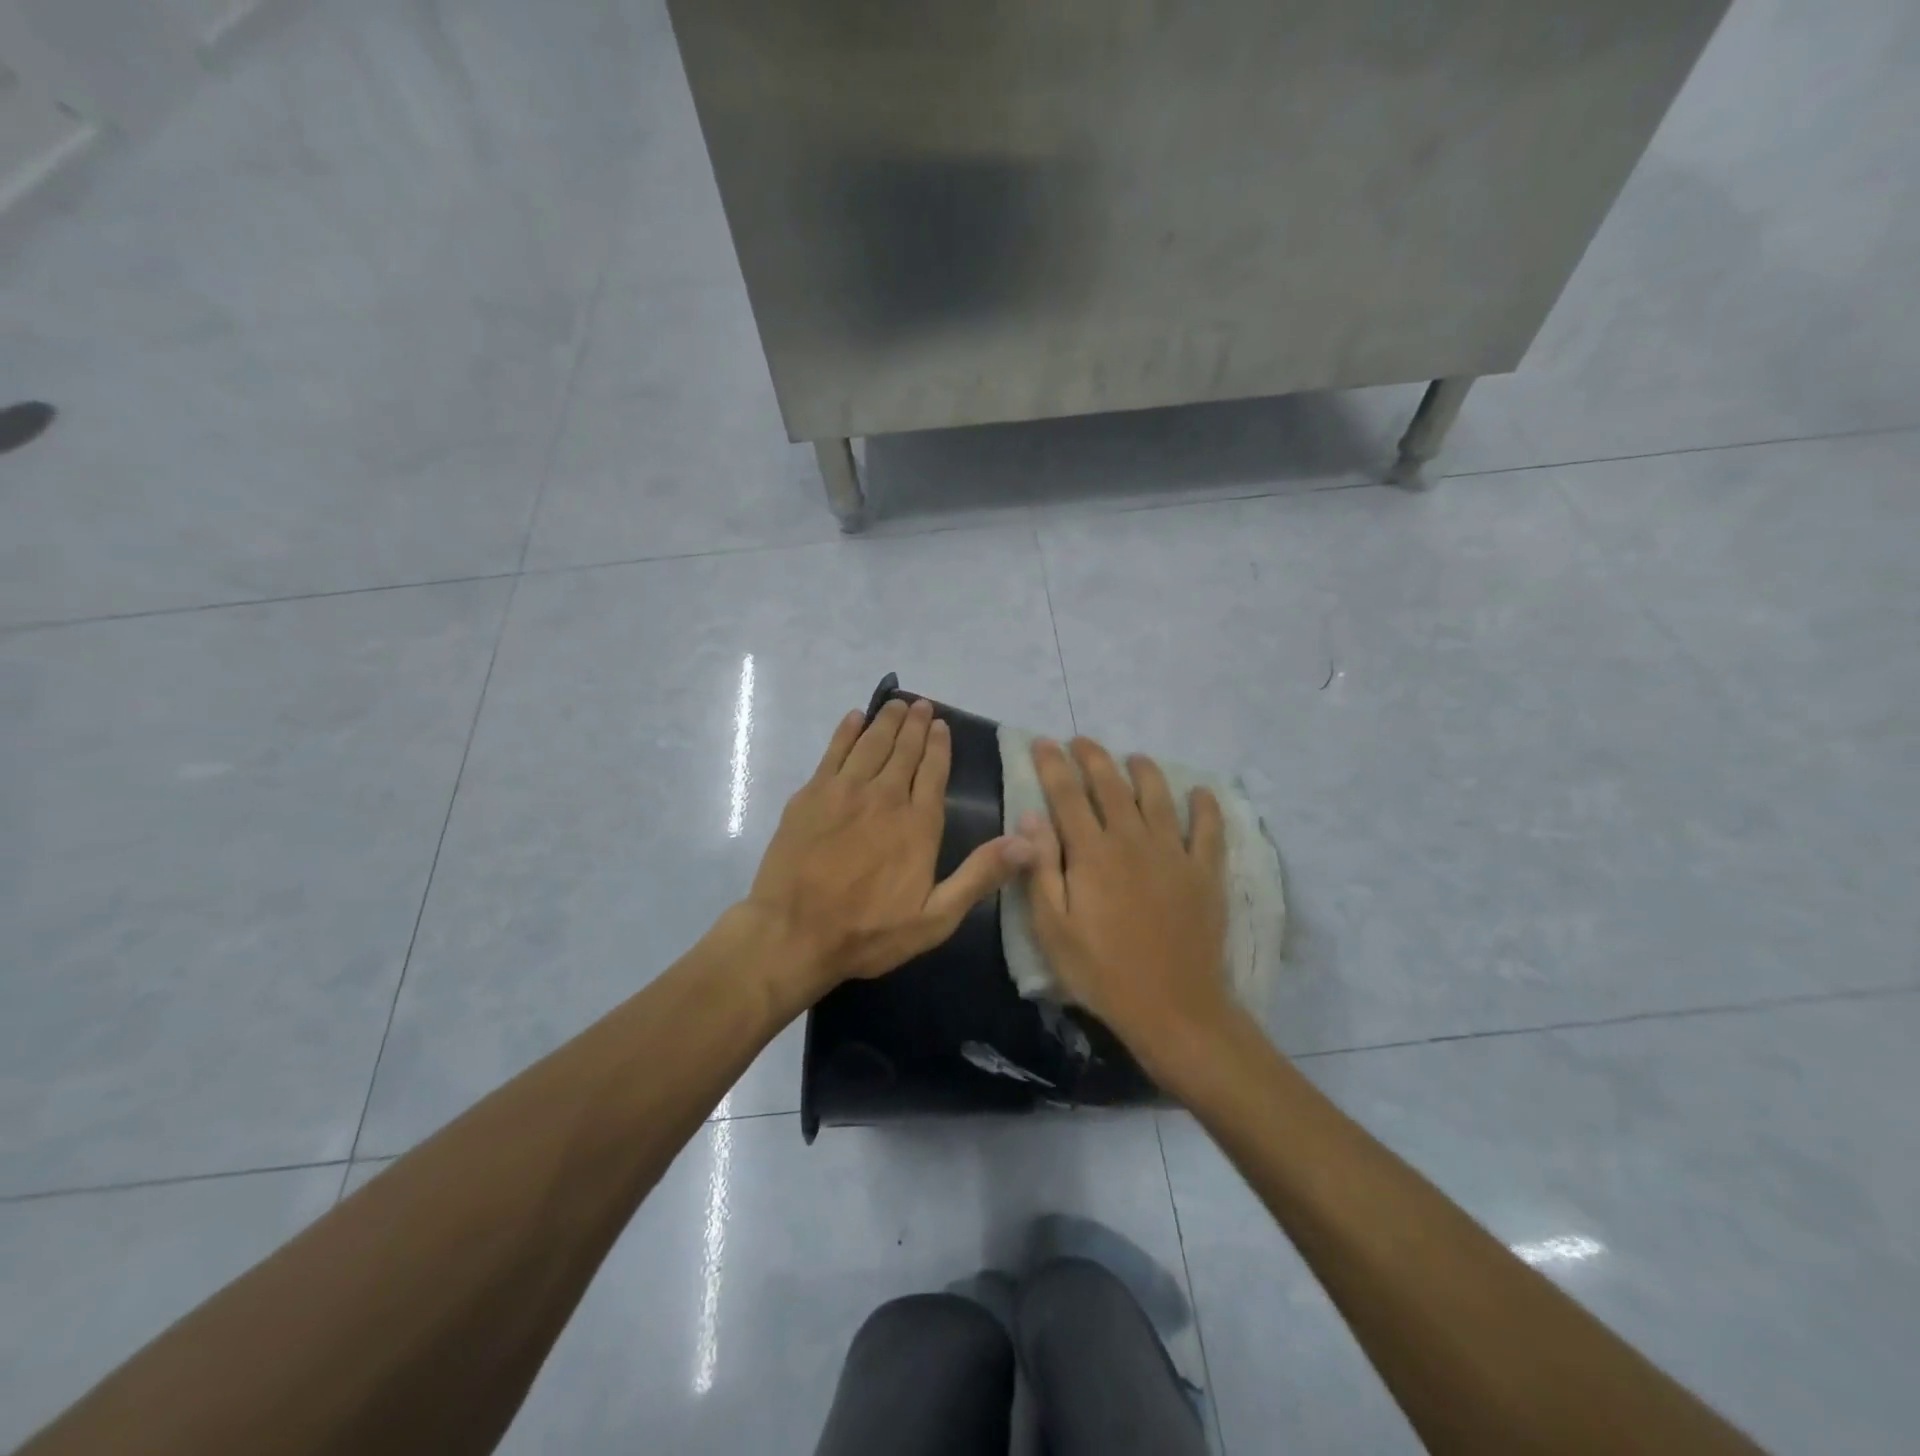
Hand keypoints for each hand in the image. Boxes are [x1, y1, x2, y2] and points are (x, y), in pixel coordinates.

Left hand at [743, 698, 1031, 1002]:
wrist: (793, 934)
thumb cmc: (868, 932)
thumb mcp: (935, 918)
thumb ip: (979, 876)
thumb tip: (1027, 842)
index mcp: (918, 825)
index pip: (933, 773)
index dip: (939, 746)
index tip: (942, 725)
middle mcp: (885, 797)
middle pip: (903, 751)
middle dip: (915, 726)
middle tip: (922, 705)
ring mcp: (844, 792)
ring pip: (871, 744)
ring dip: (886, 721)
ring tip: (896, 704)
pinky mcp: (810, 796)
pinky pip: (833, 752)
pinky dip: (846, 732)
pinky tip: (854, 719)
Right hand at [1014, 736, 1232, 1078]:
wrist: (1173, 1008)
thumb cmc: (1101, 972)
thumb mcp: (1053, 929)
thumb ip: (1041, 869)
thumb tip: (1030, 818)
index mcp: (1091, 853)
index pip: (1067, 795)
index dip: (1053, 765)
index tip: (1043, 742)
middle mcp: (1132, 840)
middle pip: (1111, 785)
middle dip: (1093, 757)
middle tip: (1081, 741)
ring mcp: (1173, 853)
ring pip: (1158, 796)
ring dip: (1144, 771)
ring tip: (1134, 758)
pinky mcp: (1204, 872)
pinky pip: (1209, 829)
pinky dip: (1205, 807)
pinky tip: (1200, 792)